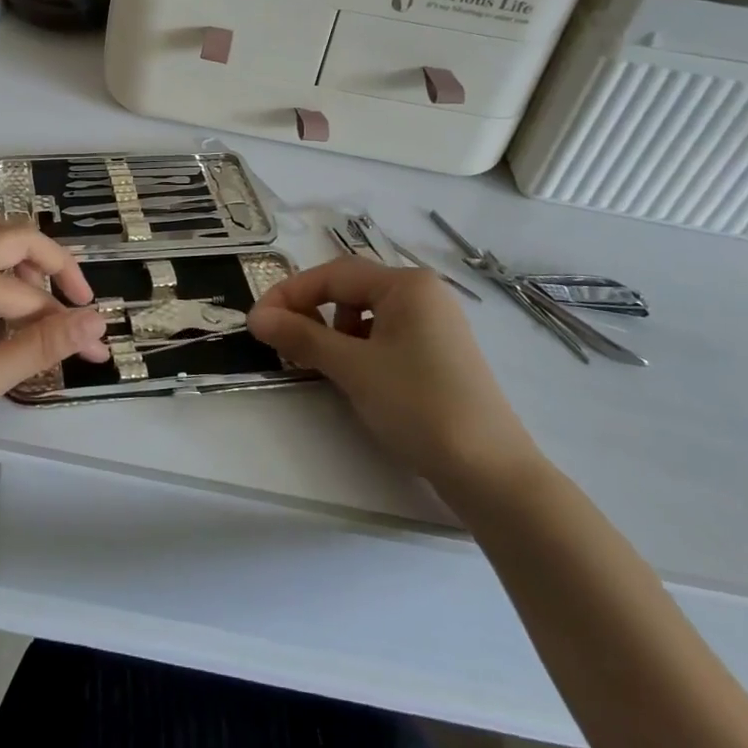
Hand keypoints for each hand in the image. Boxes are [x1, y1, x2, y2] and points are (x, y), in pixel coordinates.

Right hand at [248, 258, 542, 503]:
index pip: (333, 274)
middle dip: (311, 310)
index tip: (256, 320)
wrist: (491, 472)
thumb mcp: (352, 368)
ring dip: (334, 330)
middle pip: (350, 289)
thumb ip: (301, 337)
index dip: (289, 293)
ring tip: (319, 362)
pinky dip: (360, 347)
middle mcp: (423, 294)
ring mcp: (435, 324)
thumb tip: (256, 317)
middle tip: (280, 339)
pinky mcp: (439, 353)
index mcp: (406, 284)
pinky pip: (386, 334)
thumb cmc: (418, 405)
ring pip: (366, 313)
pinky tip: (354, 375)